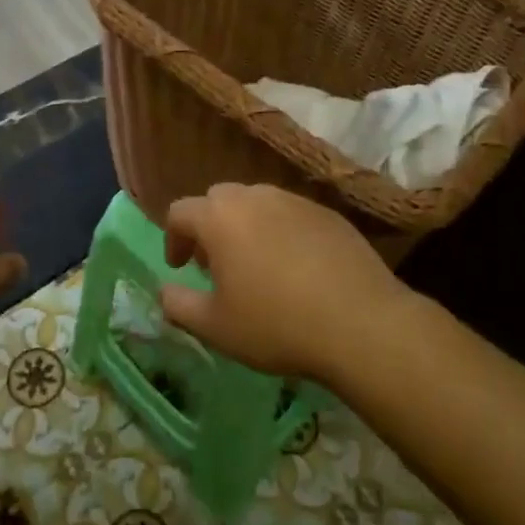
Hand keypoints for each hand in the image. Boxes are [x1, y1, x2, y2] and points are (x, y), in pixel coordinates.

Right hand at [160, 182, 414, 382]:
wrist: (361, 323)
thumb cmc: (276, 324)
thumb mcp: (215, 327)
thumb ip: (178, 305)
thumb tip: (164, 291)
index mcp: (219, 218)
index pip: (180, 211)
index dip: (173, 238)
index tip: (180, 268)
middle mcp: (254, 197)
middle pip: (218, 199)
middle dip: (210, 227)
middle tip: (216, 265)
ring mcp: (294, 201)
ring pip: (257, 203)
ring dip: (246, 227)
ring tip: (257, 266)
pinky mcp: (327, 214)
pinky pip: (291, 214)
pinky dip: (281, 232)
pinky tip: (296, 268)